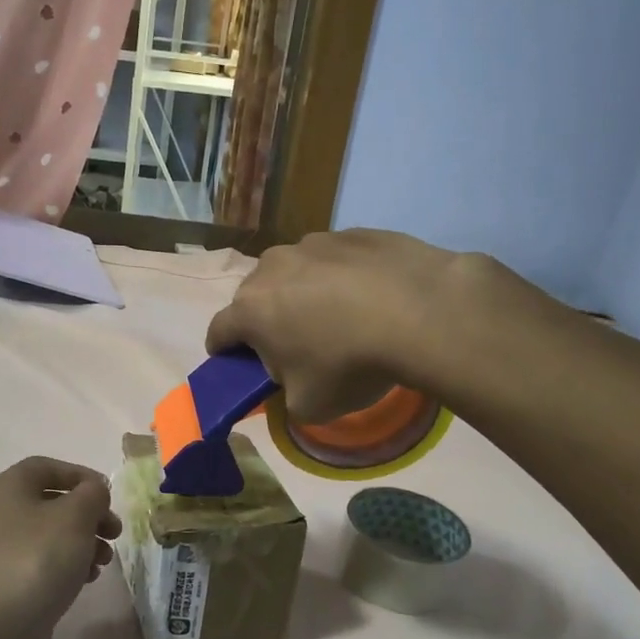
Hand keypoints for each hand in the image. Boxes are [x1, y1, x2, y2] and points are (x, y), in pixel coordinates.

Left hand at [0, 457, 121, 638]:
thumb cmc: (38, 559)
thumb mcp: (75, 516)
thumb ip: (92, 494)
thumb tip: (94, 491)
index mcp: (9, 489)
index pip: (46, 467)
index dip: (80, 475)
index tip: (107, 495)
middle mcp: (1, 514)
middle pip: (53, 502)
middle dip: (89, 514)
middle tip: (115, 532)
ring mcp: (4, 551)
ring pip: (53, 535)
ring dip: (85, 542)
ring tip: (105, 560)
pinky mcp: (11, 583)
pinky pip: (46, 563)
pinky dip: (70, 565)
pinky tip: (88, 579)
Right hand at [205, 230, 478, 421]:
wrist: (421, 312)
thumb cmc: (350, 365)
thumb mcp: (309, 406)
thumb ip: (285, 395)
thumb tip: (290, 381)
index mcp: (250, 310)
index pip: (218, 331)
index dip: (224, 351)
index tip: (236, 363)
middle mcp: (271, 268)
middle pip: (255, 297)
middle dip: (265, 319)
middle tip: (293, 345)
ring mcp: (312, 243)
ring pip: (295, 272)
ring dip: (303, 293)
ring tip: (339, 317)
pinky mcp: (352, 232)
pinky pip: (335, 260)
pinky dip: (342, 277)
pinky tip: (371, 297)